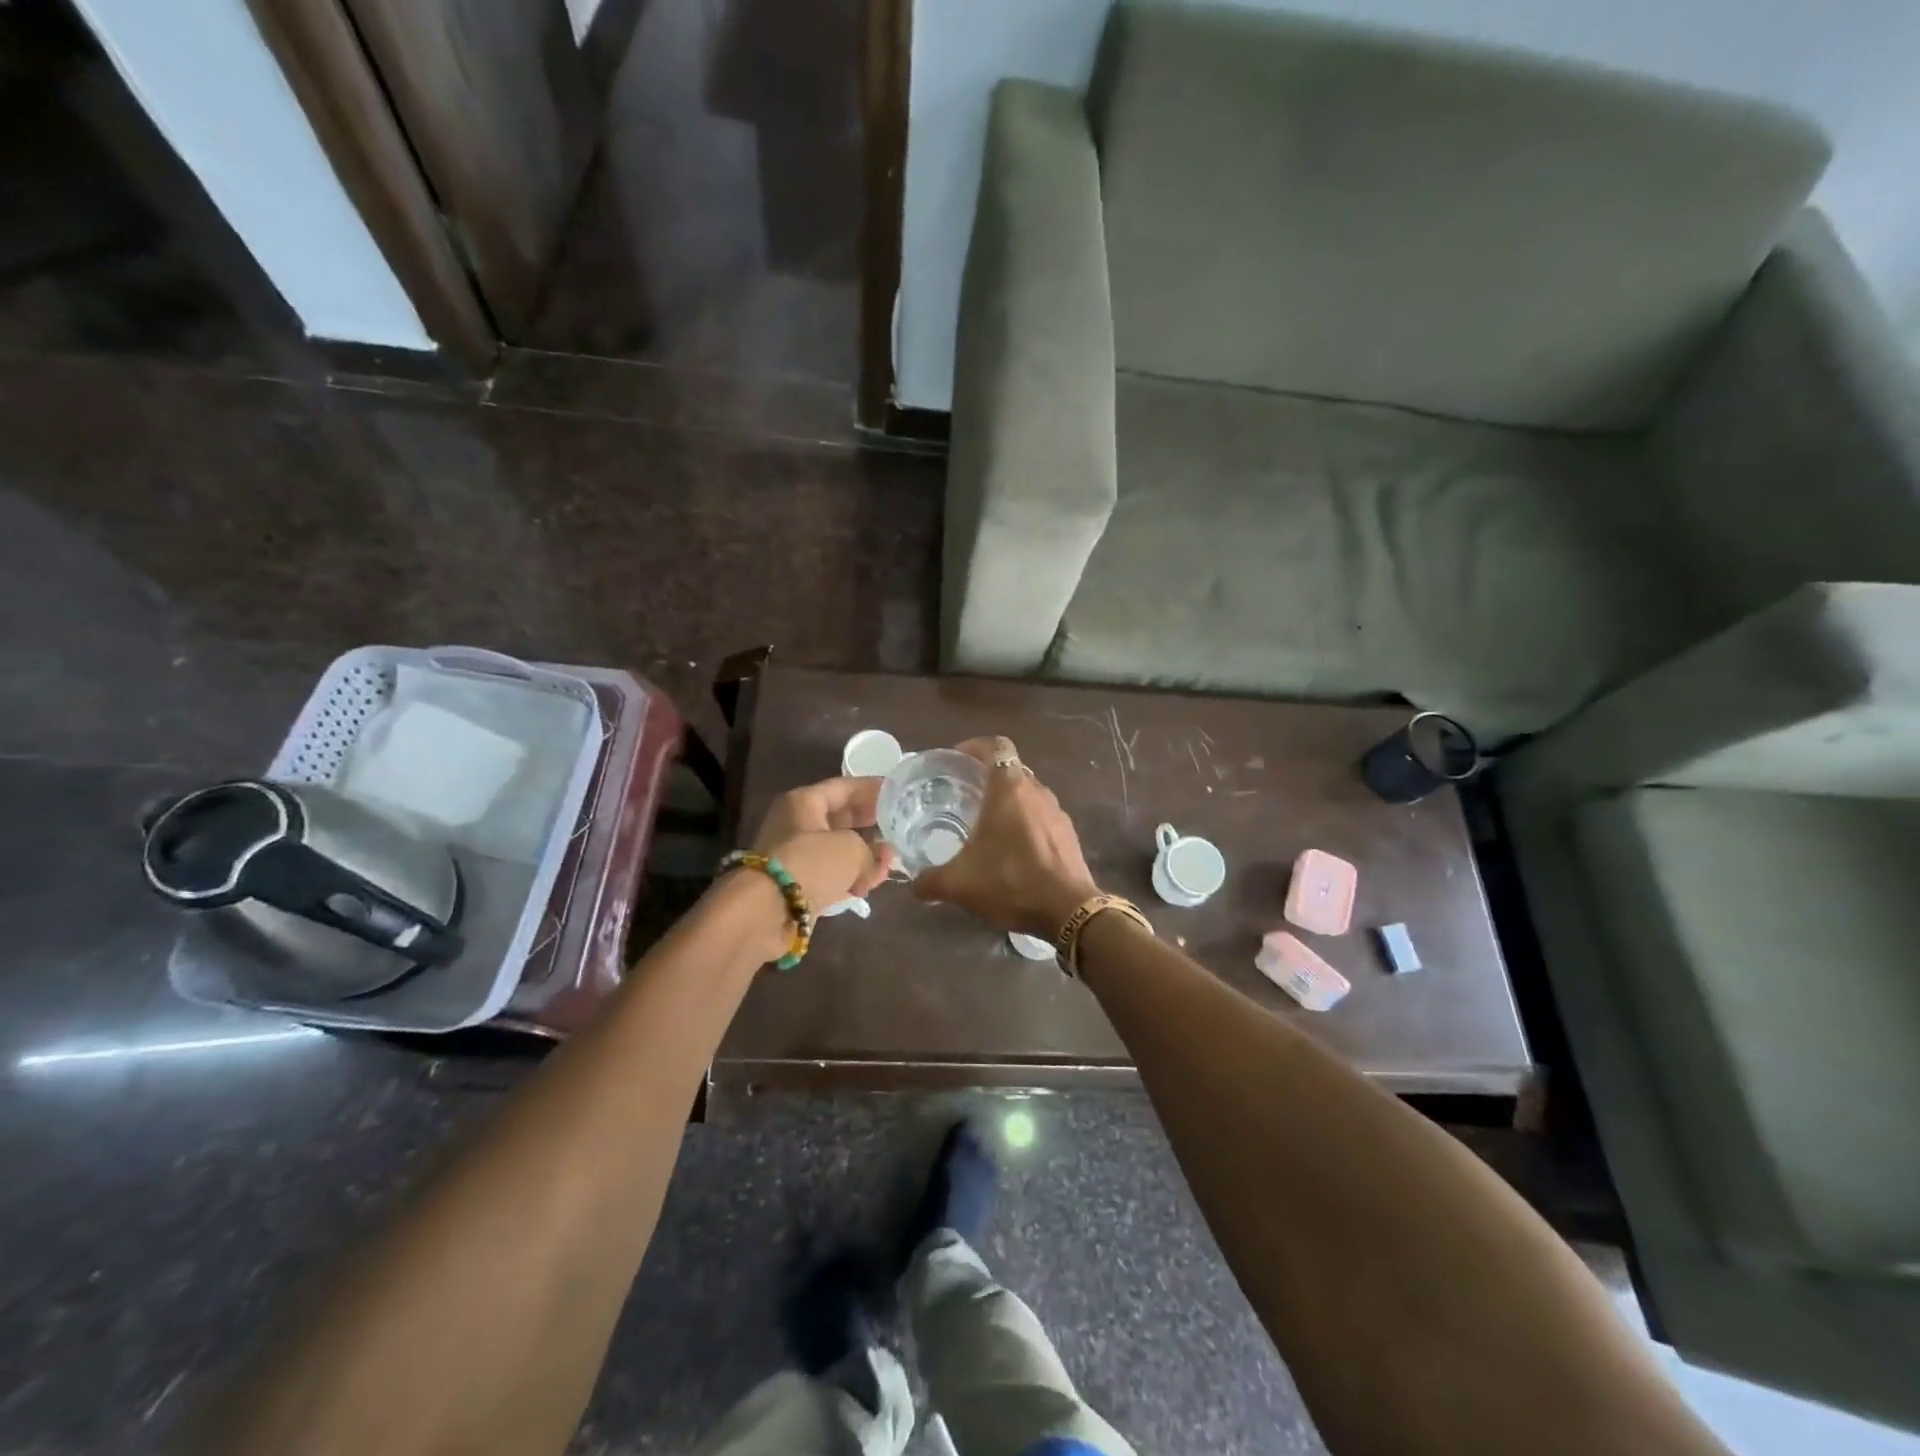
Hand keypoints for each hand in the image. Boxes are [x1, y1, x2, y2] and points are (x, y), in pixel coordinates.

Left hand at [749, 775, 895, 911]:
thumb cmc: (810, 863)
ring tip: (891, 863)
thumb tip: (882, 860)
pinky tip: (871, 884)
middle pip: (841, 818)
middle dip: (872, 825)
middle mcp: (796, 823)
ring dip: (865, 855)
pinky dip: (850, 877)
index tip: (899, 794)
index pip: (845, 787)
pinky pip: (830, 874)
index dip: (874, 790)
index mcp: (804, 802)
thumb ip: (873, 851)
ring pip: (837, 848)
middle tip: (900, 827)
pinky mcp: (796, 884)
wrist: (767, 911)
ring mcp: (795, 855)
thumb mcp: (852, 849)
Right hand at [913, 736, 1099, 938]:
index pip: (996, 746)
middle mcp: (1036, 791)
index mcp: (1009, 788)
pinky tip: (1012, 850)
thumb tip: (914, 884)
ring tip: (986, 824)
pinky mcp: (1068, 834)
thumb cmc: (1010, 882)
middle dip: (987, 777)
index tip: (957, 760)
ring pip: (1028, 794)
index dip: (975, 746)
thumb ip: (930, 881)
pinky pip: (1042, 816)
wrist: (1068, 911)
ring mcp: (1057, 812)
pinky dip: (1025, 823)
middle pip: (1010, 769)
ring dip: (1008, 802)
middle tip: (963, 795)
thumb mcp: (960, 884)